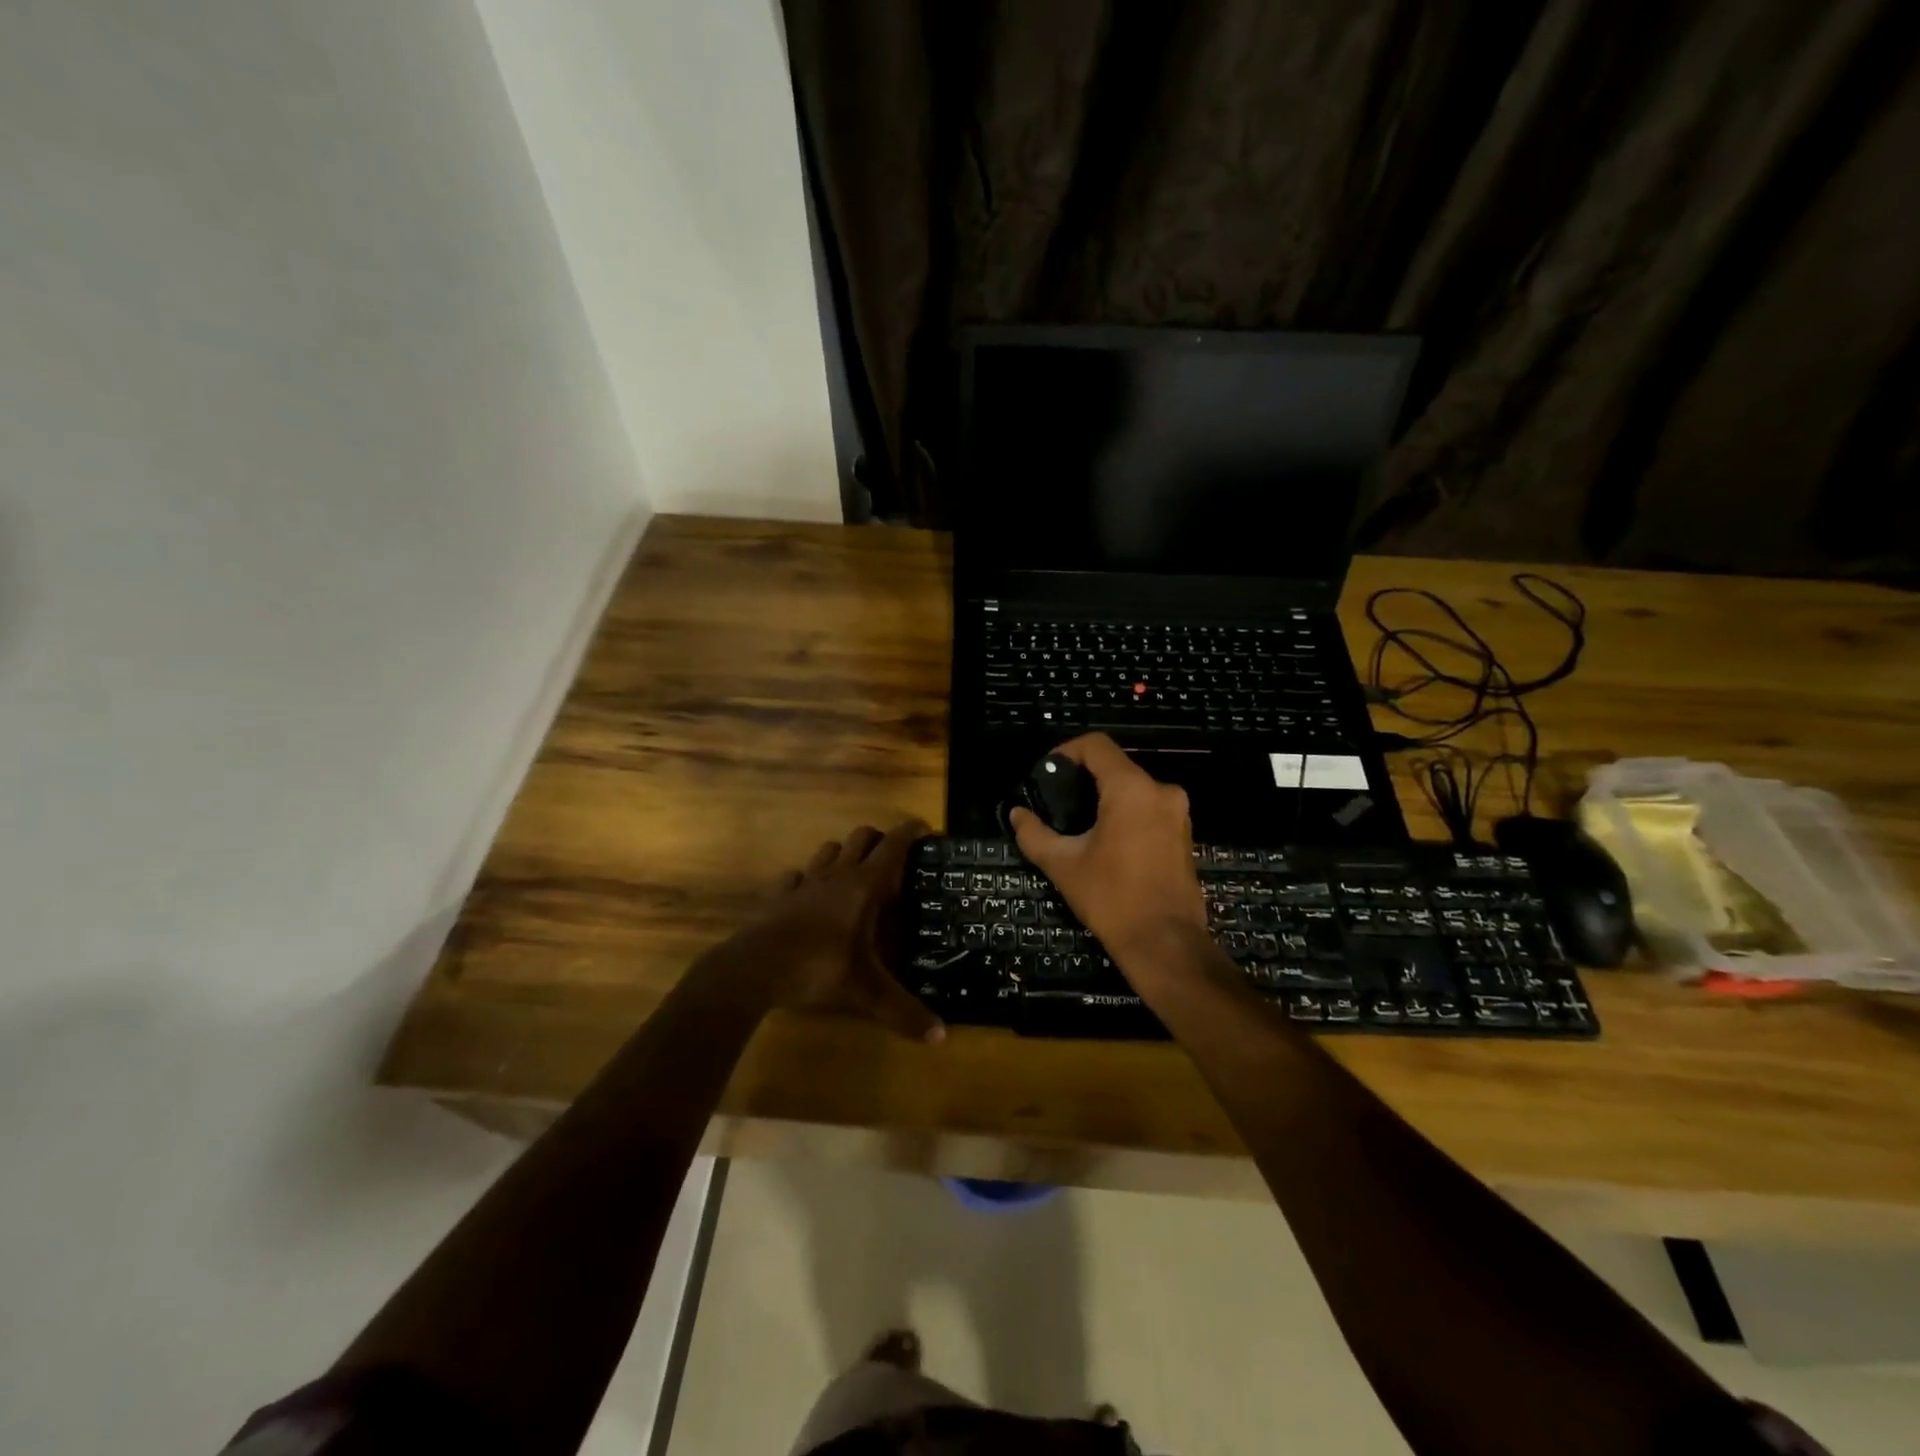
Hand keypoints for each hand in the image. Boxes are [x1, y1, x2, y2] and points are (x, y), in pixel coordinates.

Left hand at [742, 819, 944, 1043]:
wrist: (755, 969)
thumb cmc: (819, 968)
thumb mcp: (867, 993)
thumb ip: (904, 1012)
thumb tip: (941, 1036)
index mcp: (863, 886)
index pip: (893, 845)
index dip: (911, 832)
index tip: (925, 828)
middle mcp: (837, 875)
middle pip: (861, 837)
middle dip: (880, 840)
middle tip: (894, 860)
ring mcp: (805, 883)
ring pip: (829, 850)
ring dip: (845, 854)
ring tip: (856, 876)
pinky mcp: (780, 896)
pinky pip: (796, 876)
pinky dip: (807, 879)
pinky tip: (810, 896)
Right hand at [1008, 735, 1207, 970]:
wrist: (1165, 943)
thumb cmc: (1112, 898)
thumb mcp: (1063, 865)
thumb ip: (1035, 834)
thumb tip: (1017, 814)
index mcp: (1132, 789)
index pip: (1097, 746)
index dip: (1067, 751)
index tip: (1047, 773)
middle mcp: (1161, 791)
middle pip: (1116, 767)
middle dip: (1084, 779)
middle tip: (1057, 802)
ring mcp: (1178, 813)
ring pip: (1134, 789)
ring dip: (1105, 798)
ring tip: (1078, 824)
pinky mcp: (1184, 835)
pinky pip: (1149, 809)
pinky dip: (1126, 814)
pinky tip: (1106, 841)